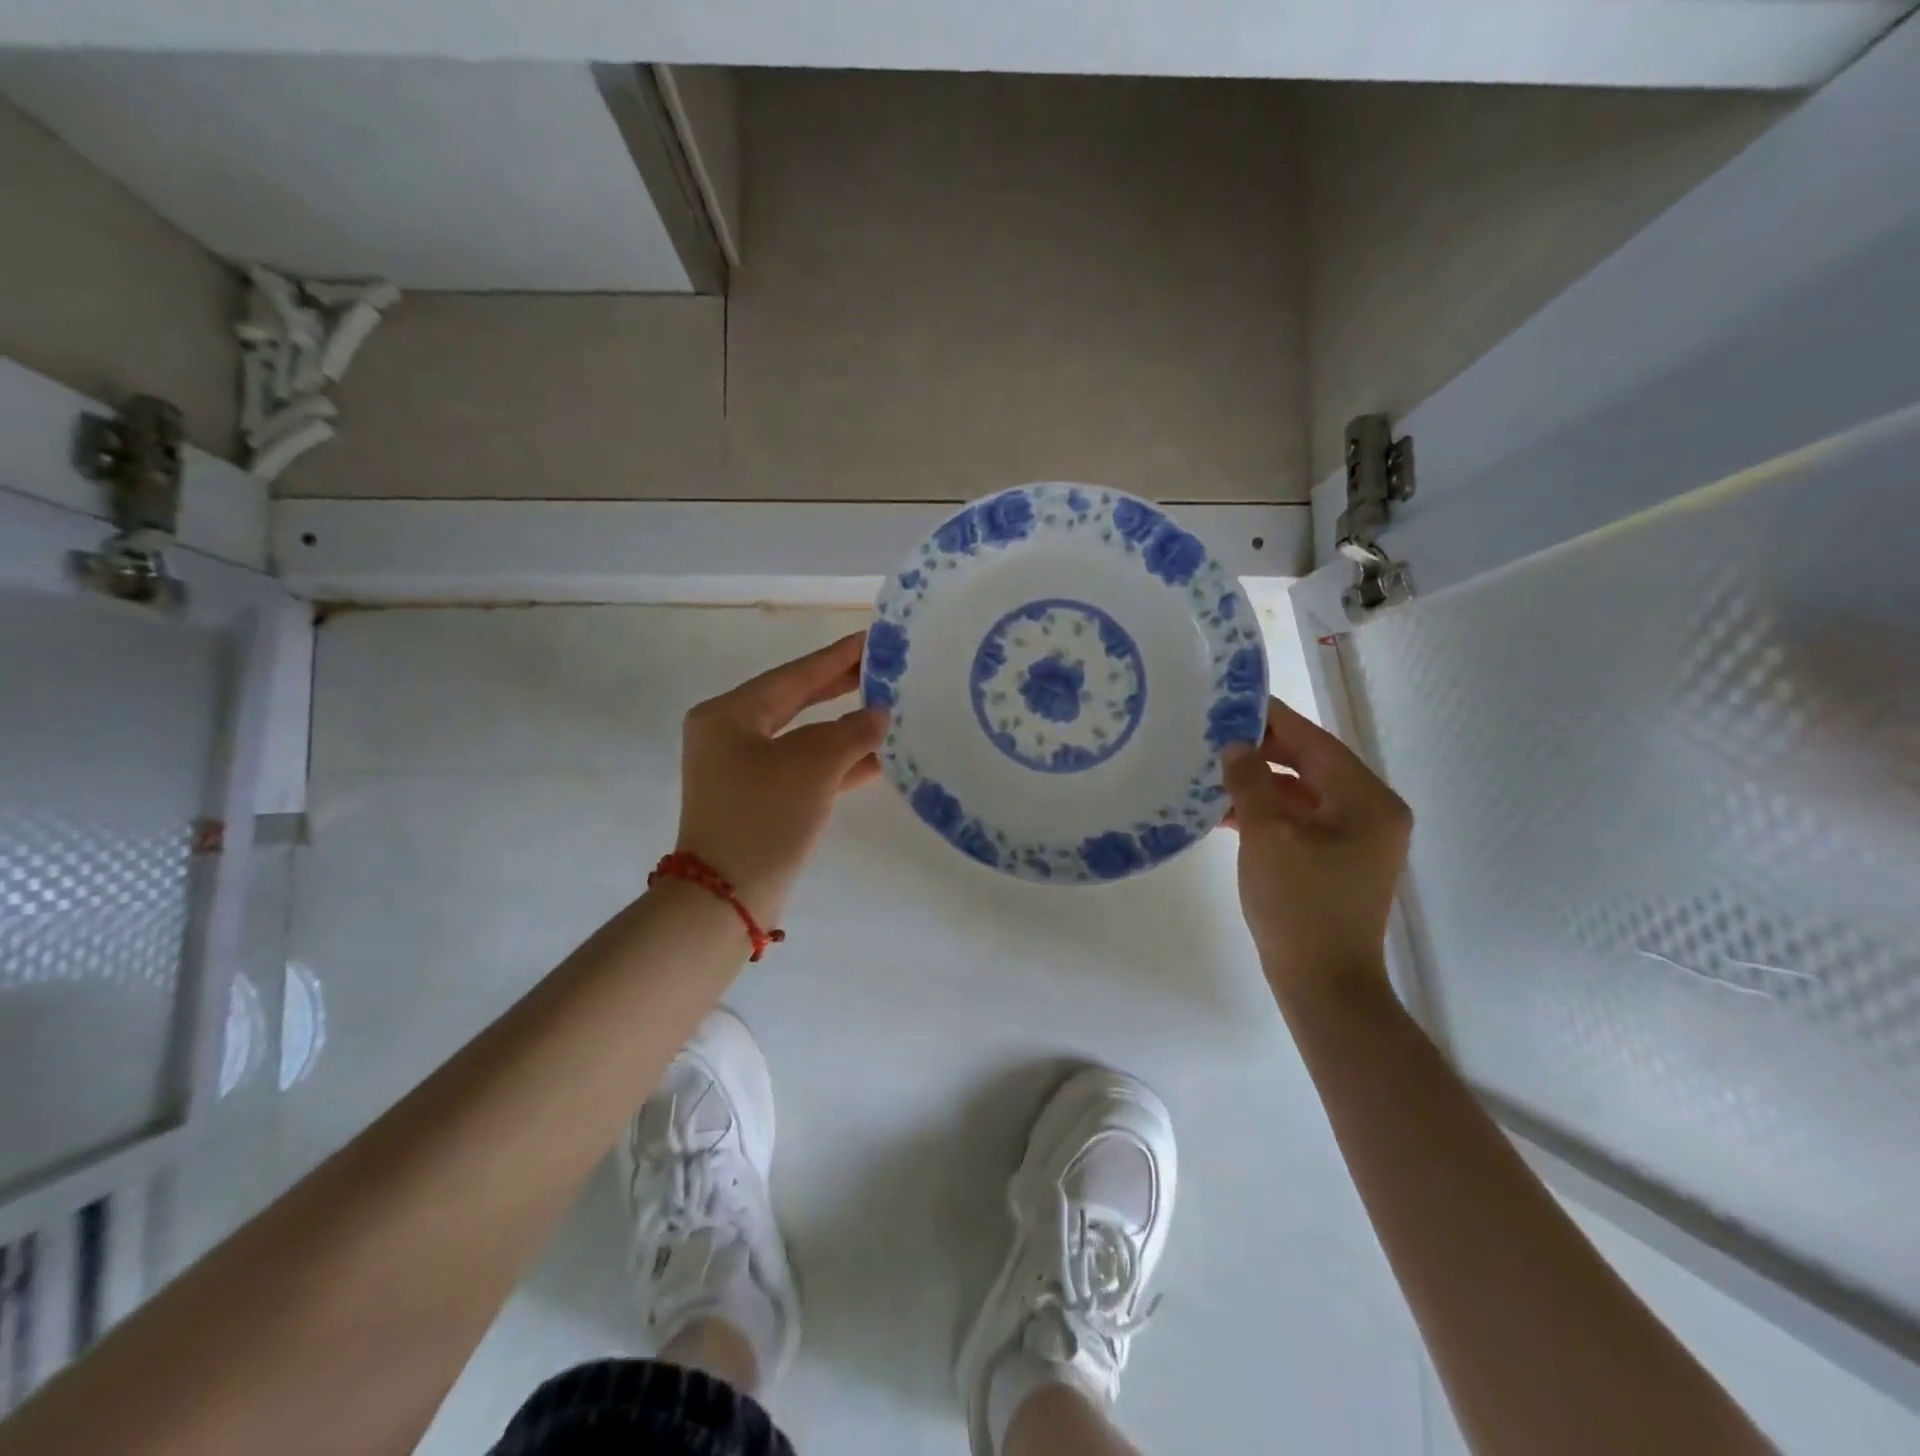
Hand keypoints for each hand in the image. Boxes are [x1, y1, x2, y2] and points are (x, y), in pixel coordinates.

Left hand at [675, 632, 885, 923]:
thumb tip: (879, 715)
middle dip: (841, 688)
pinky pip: (805, 770)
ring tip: (890, 709)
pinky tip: (877, 757)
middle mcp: (731, 737)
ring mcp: (744, 771)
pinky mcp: (761, 801)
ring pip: (805, 739)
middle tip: (884, 670)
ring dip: (845, 729)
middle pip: (797, 703)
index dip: (837, 658)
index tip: (872, 640)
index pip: (794, 676)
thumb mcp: (812, 767)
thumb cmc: (763, 818)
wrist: (726, 899)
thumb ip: (851, 733)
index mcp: (729, 715)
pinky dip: (838, 764)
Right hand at [1222, 698, 1411, 1001]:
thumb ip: (1250, 782)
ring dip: (1260, 784)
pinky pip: (1300, 820)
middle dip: (1262, 751)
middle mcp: (1371, 812)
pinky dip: (1268, 812)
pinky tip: (1225, 812)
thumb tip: (1235, 746)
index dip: (1272, 719)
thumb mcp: (1267, 836)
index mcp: (1367, 800)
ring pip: (1302, 793)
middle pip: (1311, 765)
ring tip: (1211, 772)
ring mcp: (1356, 839)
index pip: (1315, 742)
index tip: (1232, 702)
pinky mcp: (1337, 860)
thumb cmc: (1299, 905)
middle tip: (1213, 737)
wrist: (1323, 984)